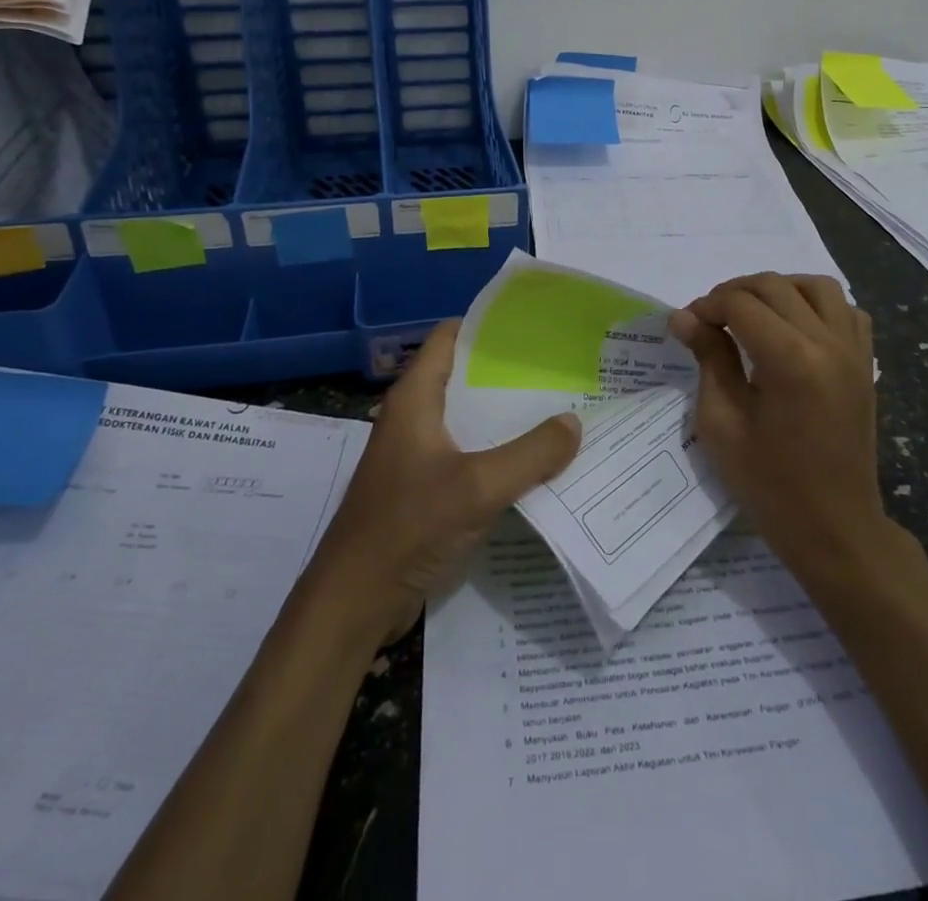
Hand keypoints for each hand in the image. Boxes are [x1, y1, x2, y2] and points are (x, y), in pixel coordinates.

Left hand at [302, 321, 580, 646]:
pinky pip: (467, 454)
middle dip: (509, 373)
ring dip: (506, 416)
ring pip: (468, 419)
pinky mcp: (423, 487)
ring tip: (558, 411)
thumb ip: (530, 453)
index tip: (534, 329)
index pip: (449, 337)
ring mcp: (417, 453)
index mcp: (415, 398)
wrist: (354, 602)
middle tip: (559, 372)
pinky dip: (497, 451)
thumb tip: (574, 422)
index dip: (488, 326)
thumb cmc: (407, 527)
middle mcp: (414, 416)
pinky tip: (534, 462)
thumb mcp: (478, 487)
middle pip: (464, 377)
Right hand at [668, 273, 881, 581]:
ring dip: (779, 288)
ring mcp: (854, 351)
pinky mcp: (866, 364)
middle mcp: (828, 343)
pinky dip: (817, 305)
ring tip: (753, 313)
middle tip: (709, 319)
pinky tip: (795, 327)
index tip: (687, 325)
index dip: (707, 306)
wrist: (836, 529)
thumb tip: (684, 317)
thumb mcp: (722, 424)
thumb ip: (708, 359)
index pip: (741, 304)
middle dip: (735, 292)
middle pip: (776, 286)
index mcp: (790, 360)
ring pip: (817, 286)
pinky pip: (847, 311)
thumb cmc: (769, 485)